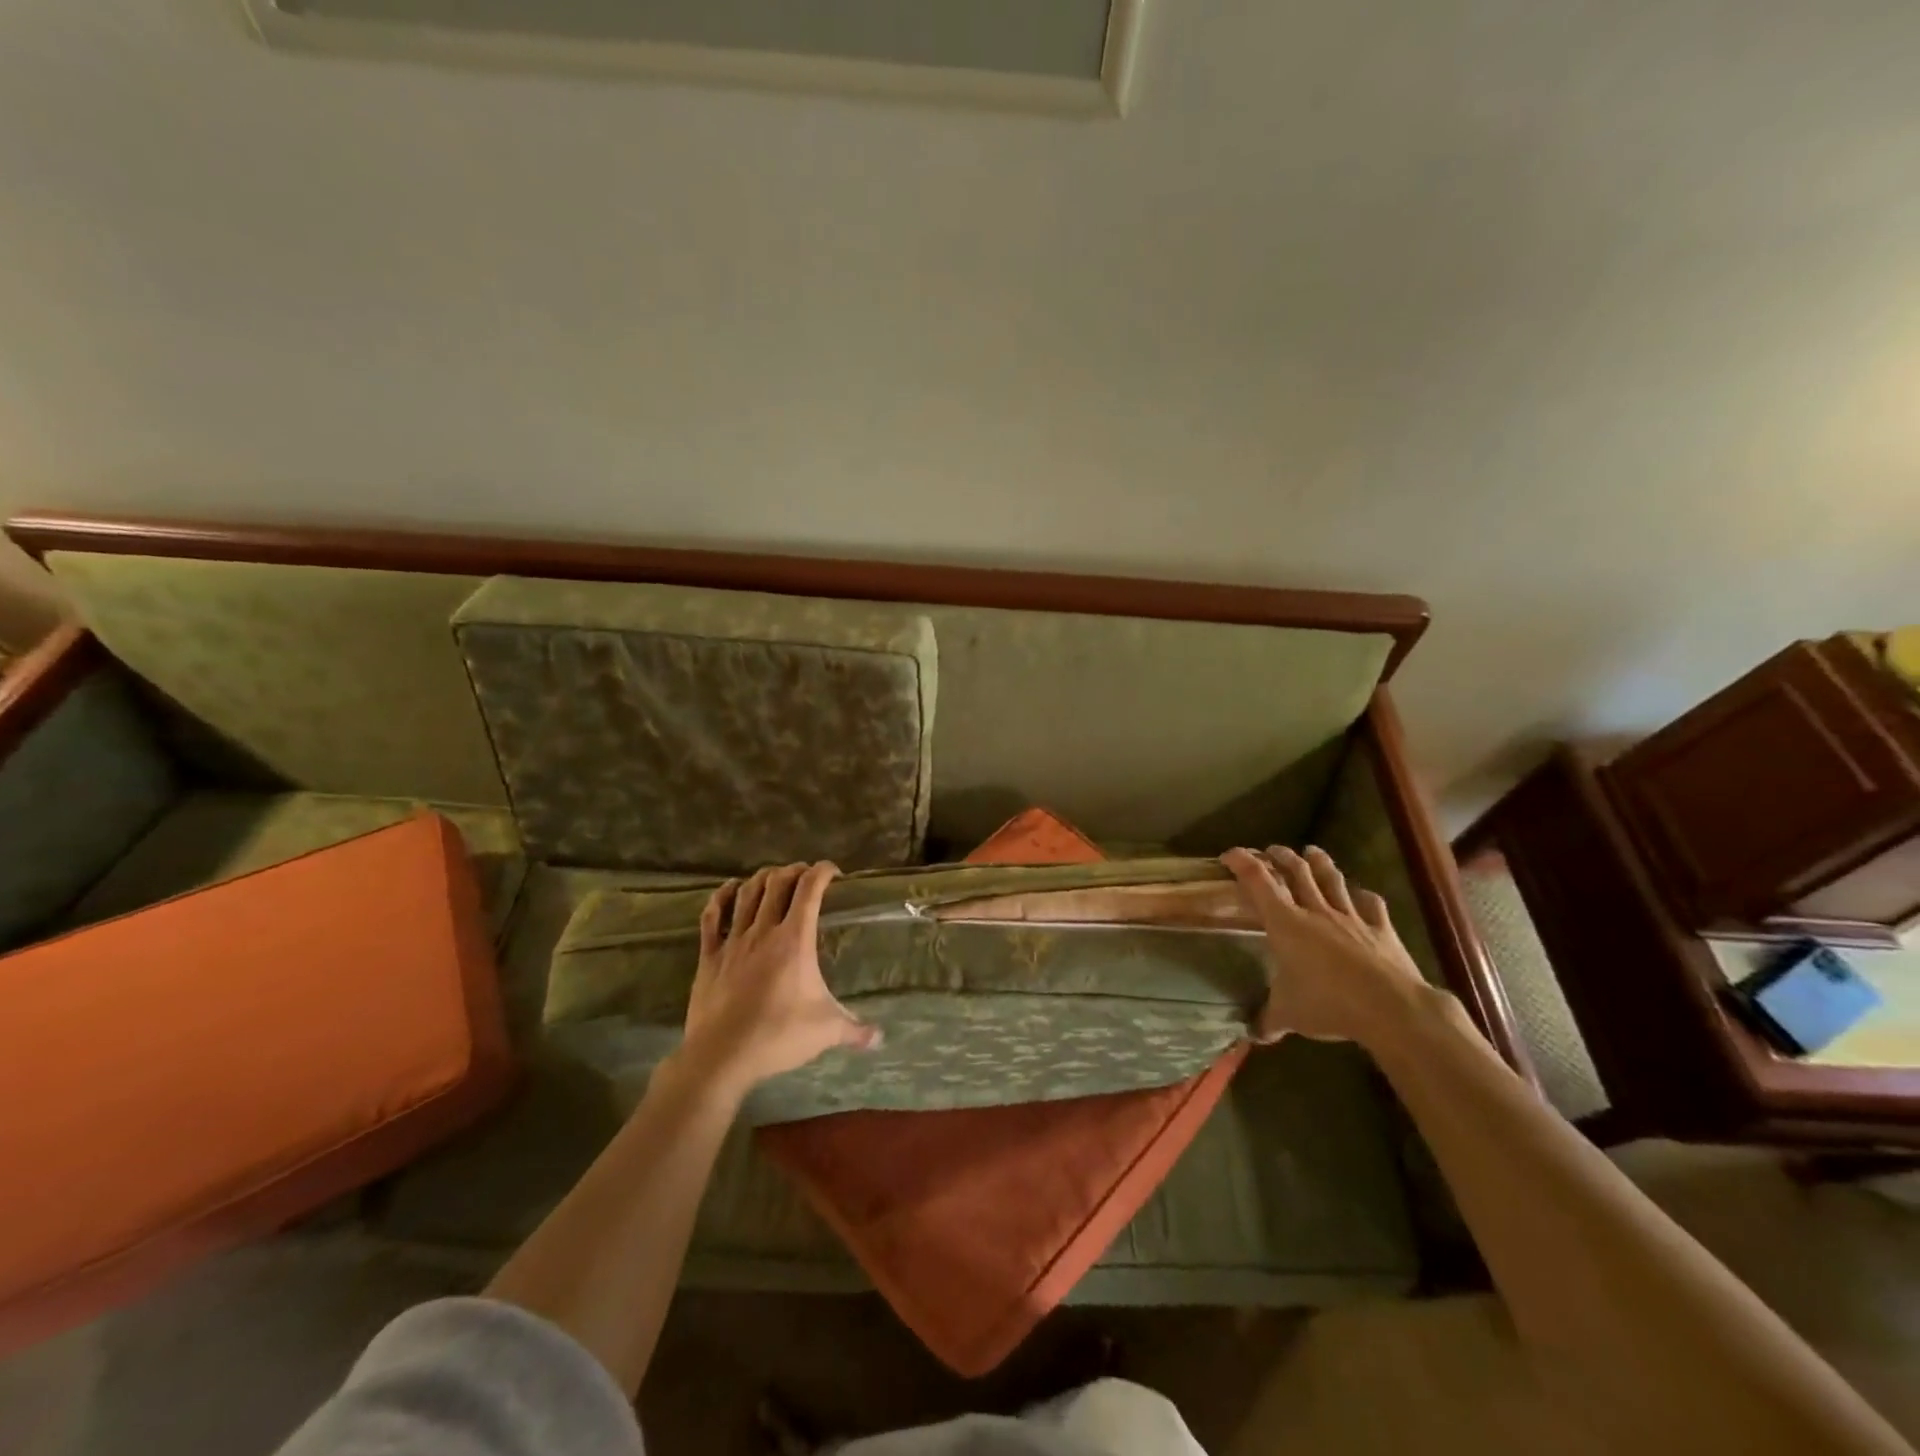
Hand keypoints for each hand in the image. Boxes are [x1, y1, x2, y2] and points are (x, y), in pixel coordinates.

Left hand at [669, 862, 879, 1098]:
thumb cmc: (778, 1036)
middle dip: (794, 871)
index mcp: (794, 940)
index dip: (822, 872)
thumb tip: (880, 1039)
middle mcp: (763, 931)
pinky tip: (730, 890)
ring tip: (774, 877)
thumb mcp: (825, 1031)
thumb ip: (855, 1030)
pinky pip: (712, 917)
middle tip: (805, 876)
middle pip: (777, 882)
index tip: (833, 872)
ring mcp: (733, 941)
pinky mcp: (709, 956)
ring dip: (762, 878)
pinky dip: (722, 896)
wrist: (721, 1056)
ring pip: (747, 893)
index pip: (810, 890)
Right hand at [1220, 845, 1437, 1048]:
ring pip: (1332, 880)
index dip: (1242, 862)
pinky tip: (1362, 895)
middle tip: (1271, 850)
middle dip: (1281, 856)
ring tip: (1312, 851)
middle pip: (1296, 872)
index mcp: (1286, 923)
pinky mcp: (1381, 929)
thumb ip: (1269, 1020)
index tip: (1229, 854)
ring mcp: (1352, 917)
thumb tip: (1253, 1034)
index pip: (1258, 881)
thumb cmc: (1328, 1004)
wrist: (1392, 1008)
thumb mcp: (1289, 1015)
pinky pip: (1371, 905)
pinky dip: (1363, 897)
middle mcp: (1316, 911)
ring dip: (1320, 863)